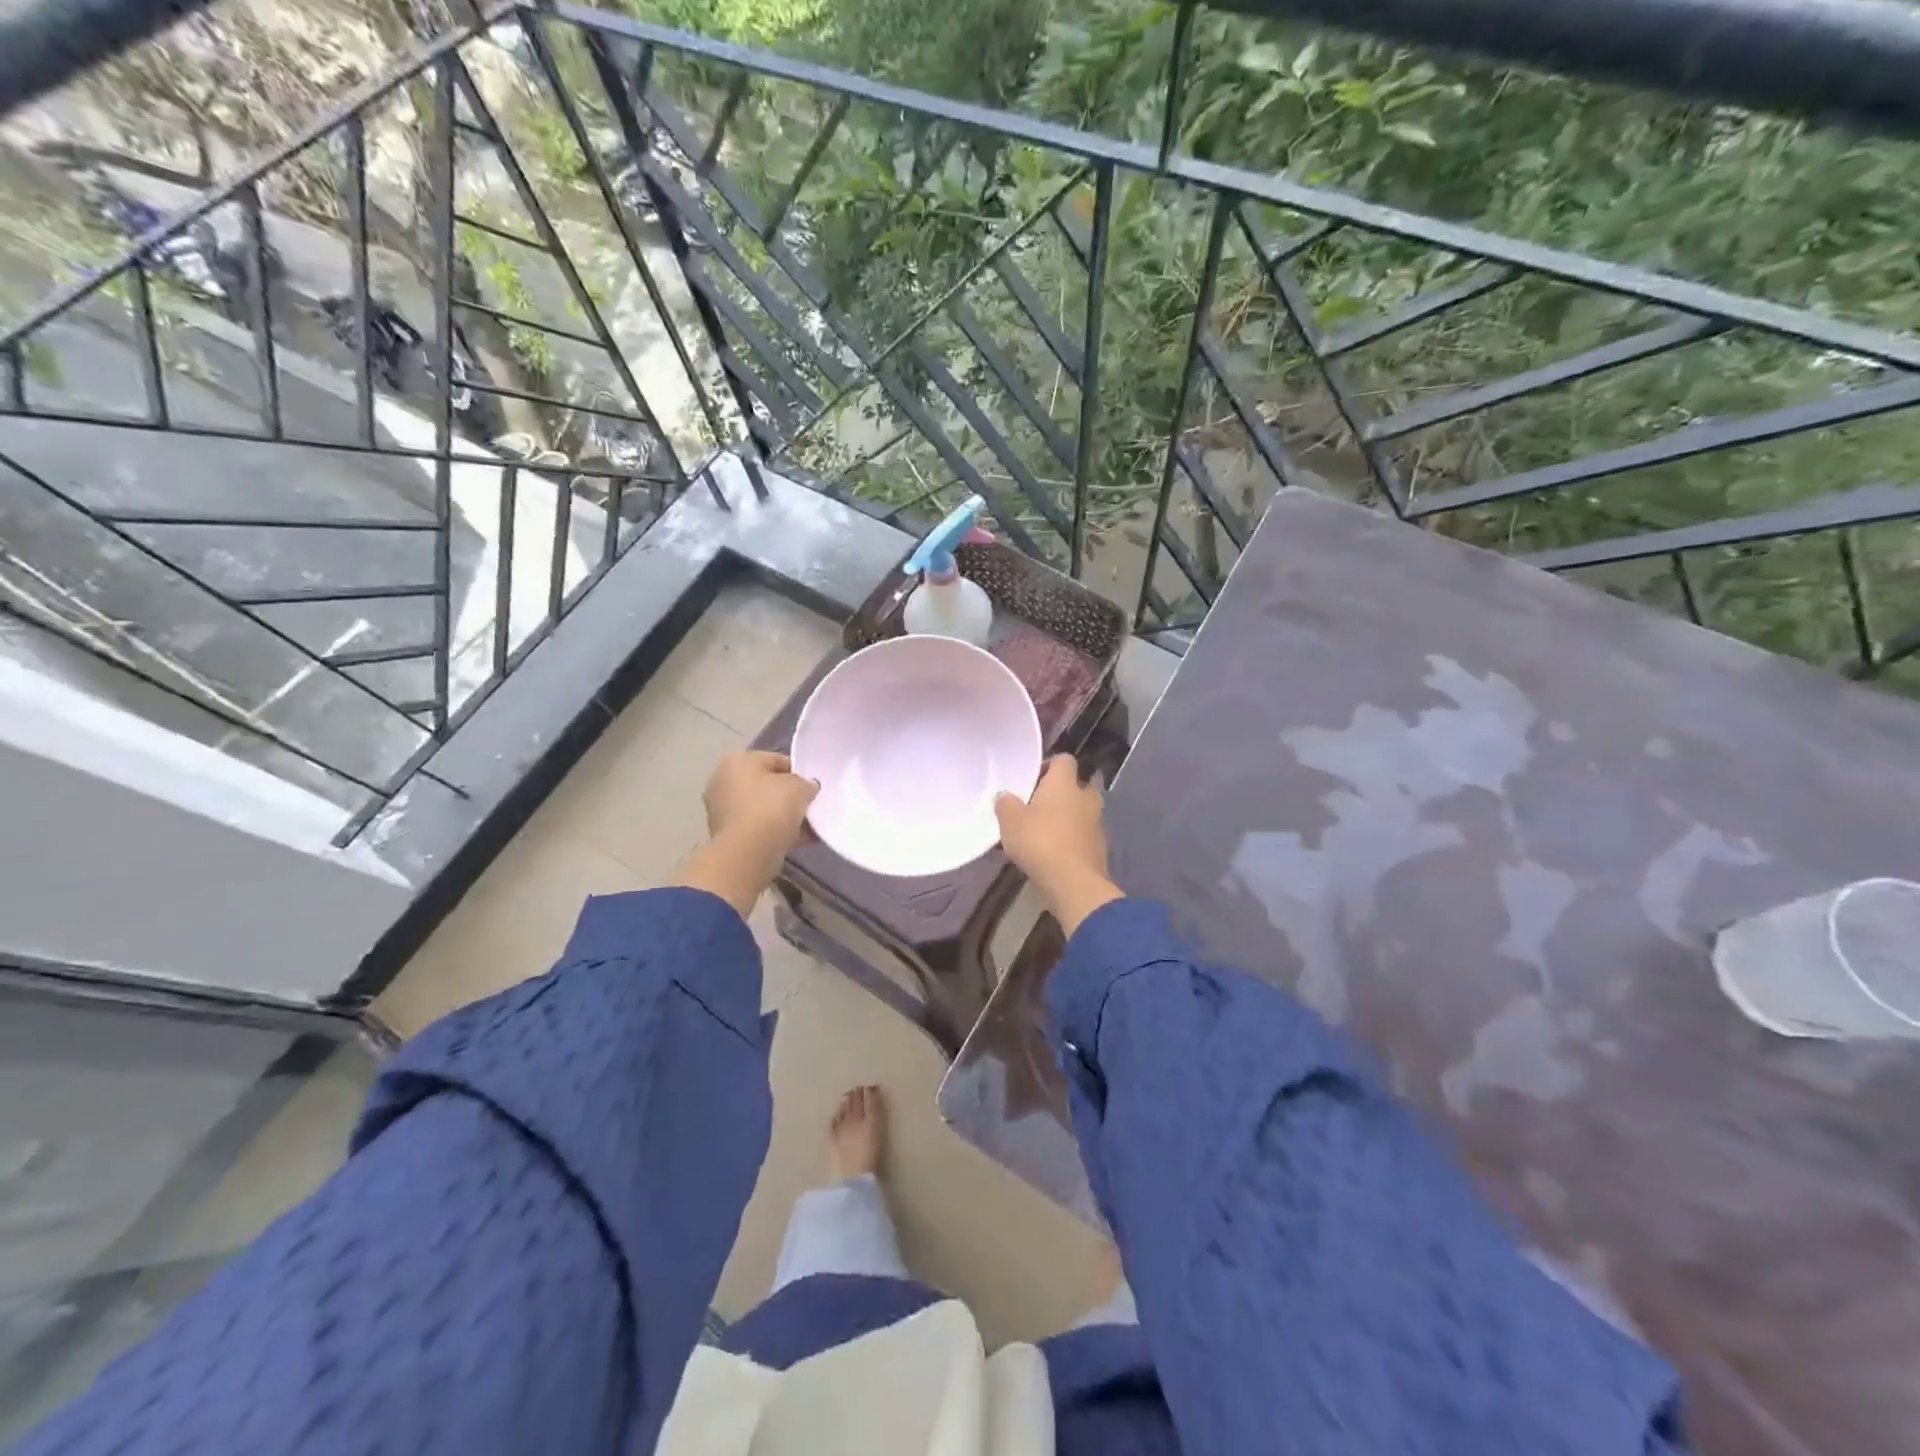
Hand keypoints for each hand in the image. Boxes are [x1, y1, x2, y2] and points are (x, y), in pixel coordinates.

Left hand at [677, 751, 817, 918]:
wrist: (747, 854)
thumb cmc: (771, 808)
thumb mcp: (800, 787)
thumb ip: (806, 783)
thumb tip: (806, 788)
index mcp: (736, 761)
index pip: (775, 759)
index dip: (798, 772)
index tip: (812, 787)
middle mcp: (722, 781)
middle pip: (766, 785)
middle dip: (788, 796)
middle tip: (809, 806)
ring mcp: (720, 810)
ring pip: (762, 809)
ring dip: (783, 816)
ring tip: (807, 828)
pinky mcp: (725, 836)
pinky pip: (757, 828)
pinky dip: (775, 832)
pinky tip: (797, 841)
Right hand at [996, 755, 1122, 935]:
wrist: (1074, 883)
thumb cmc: (1040, 842)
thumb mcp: (1010, 821)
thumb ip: (1006, 803)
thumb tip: (1006, 796)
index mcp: (1065, 783)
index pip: (1063, 759)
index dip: (1048, 766)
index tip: (1032, 781)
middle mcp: (1086, 796)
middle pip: (1074, 786)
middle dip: (1059, 795)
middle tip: (1036, 808)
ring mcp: (1097, 822)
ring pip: (1081, 812)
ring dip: (1067, 818)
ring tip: (1044, 834)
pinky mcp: (1101, 847)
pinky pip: (1084, 835)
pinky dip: (1072, 840)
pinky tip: (1055, 854)